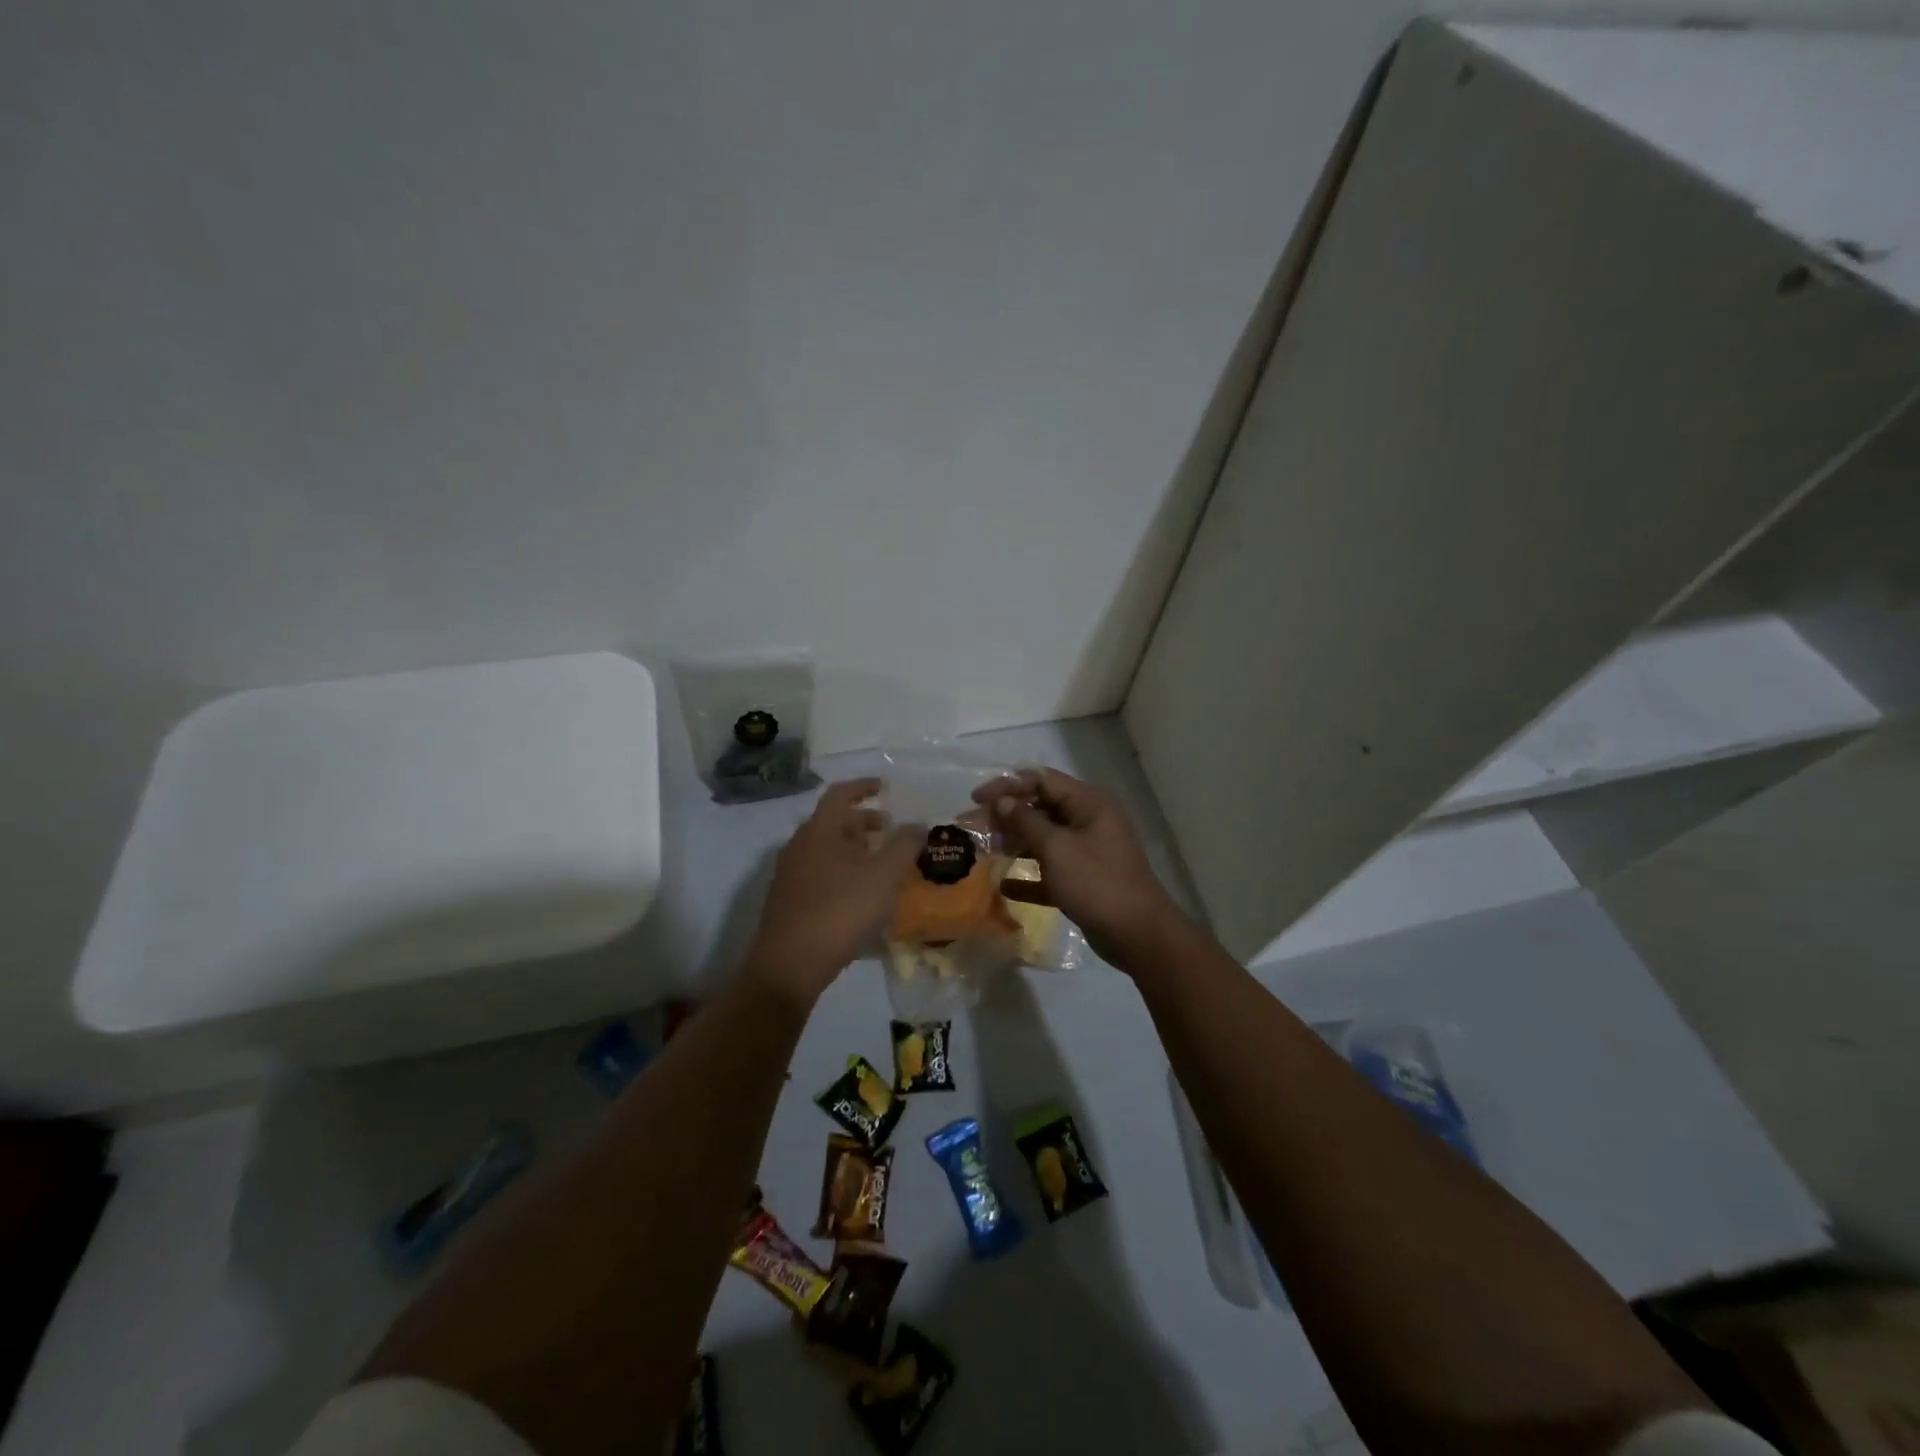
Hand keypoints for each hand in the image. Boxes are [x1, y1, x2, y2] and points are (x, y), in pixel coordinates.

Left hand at [745, 779, 922, 1006]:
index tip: (884, 788)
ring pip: (825, 849)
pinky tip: (860, 893)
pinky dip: (842, 870)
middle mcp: (799, 846)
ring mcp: (790, 874)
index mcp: (819, 831)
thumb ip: (905, 845)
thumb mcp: (883, 876)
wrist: (789, 965)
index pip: (840, 794)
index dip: (863, 787)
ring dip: (853, 848)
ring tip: (880, 863)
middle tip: (890, 830)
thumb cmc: (839, 911)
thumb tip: (917, 824)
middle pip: (832, 822)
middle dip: (863, 821)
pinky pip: (819, 872)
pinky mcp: (788, 900)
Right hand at [973, 767, 1183, 969]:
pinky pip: (1051, 870)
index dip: (1006, 786)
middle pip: (1040, 808)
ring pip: (1044, 838)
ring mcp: (1088, 851)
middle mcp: (1089, 821)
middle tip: (970, 827)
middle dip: (1005, 816)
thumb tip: (1001, 801)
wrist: (1138, 934)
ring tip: (982, 852)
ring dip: (1014, 843)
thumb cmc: (1096, 883)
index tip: (976, 801)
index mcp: (1088, 803)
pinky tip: (1004, 885)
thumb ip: (1025, 821)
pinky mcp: (1085, 880)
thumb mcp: (1057, 848)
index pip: (1041, 780)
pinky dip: (1029, 874)